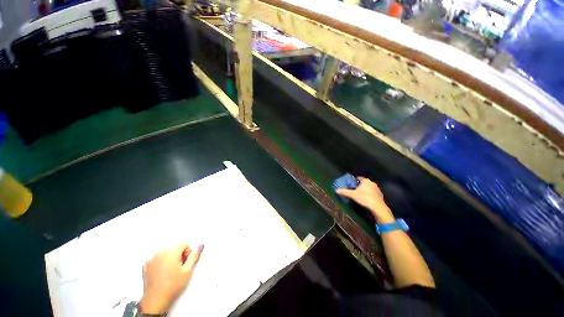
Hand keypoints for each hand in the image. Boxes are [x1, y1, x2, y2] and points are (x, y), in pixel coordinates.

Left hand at [139, 244, 203, 313]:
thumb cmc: (172, 286)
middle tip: (180, 268)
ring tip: (171, 271)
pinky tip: (162, 273)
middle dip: (179, 255)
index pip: (184, 244)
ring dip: (170, 258)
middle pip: (175, 247)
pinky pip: (157, 258)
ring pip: (166, 252)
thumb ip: (195, 255)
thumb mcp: (188, 270)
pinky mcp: (145, 265)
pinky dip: (161, 262)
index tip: (186, 263)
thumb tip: (200, 245)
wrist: (155, 300)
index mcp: (171, 252)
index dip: (188, 253)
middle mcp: (160, 252)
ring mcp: (151, 258)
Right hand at [336, 177, 394, 222]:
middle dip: (359, 185)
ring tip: (360, 194)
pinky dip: (369, 193)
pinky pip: (373, 192)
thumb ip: (344, 192)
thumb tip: (336, 190)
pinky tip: (367, 198)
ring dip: (365, 189)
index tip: (351, 184)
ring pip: (369, 187)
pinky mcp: (380, 194)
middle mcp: (372, 182)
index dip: (354, 180)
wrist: (378, 207)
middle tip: (354, 190)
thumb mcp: (353, 195)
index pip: (358, 178)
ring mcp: (377, 188)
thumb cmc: (364, 198)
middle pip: (364, 182)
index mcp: (365, 181)